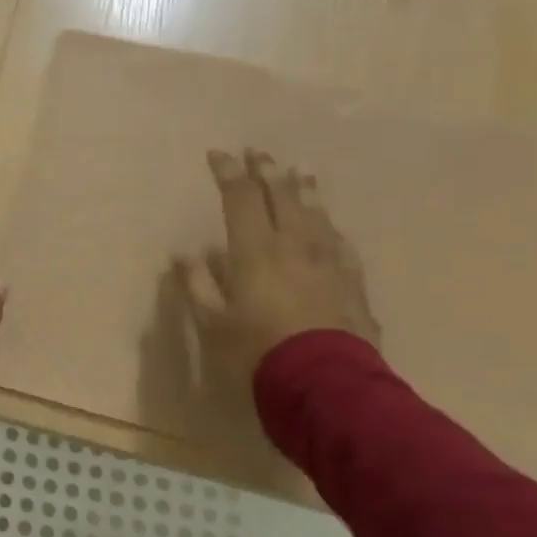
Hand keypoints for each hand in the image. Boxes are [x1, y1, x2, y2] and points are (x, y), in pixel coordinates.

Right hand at [175, 149, 379, 386]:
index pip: (241, 199)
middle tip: (259, 152)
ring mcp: (328, 262)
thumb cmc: (257, 351)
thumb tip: (185, 254)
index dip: (228, 174)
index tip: (218, 154)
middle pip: (282, 197)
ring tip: (300, 172)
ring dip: (304, 190)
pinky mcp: (352, 283)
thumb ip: (198, 285)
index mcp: (255, 251)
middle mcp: (294, 246)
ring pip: (316, 215)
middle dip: (267, 172)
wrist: (325, 384)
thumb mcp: (213, 322)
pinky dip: (330, 227)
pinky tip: (331, 226)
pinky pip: (340, 243)